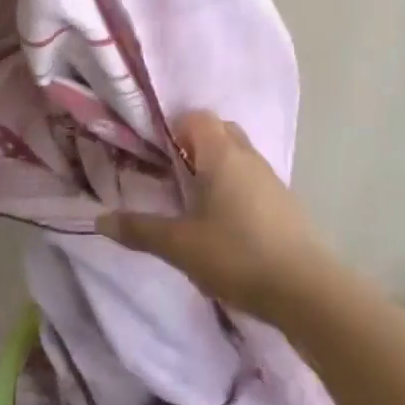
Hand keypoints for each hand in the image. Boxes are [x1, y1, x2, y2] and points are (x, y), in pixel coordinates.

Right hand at [100, 112, 338, 323]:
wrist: (304, 287)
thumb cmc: (236, 255)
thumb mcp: (180, 246)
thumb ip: (140, 230)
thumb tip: (100, 219)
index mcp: (221, 154)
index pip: (197, 117)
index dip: (175, 129)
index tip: (157, 156)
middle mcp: (247, 155)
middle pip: (219, 131)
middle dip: (194, 145)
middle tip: (173, 176)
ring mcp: (270, 176)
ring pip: (237, 154)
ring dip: (216, 167)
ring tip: (195, 202)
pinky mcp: (283, 200)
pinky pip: (252, 178)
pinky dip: (235, 187)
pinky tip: (225, 223)